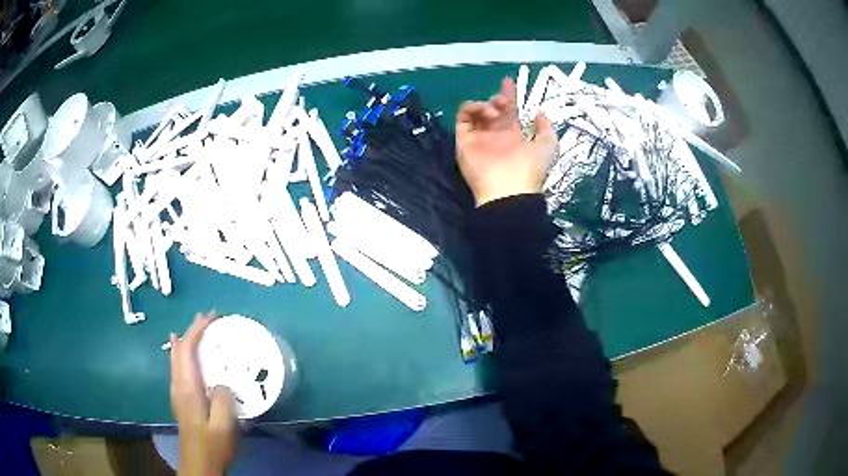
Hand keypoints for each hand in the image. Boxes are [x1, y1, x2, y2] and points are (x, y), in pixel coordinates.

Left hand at [170, 312, 236, 475]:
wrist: (198, 463)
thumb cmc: (212, 444)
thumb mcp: (223, 425)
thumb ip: (222, 399)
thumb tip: (222, 382)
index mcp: (188, 388)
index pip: (187, 350)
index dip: (197, 330)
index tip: (212, 317)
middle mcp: (178, 385)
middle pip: (179, 350)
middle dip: (191, 331)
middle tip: (207, 319)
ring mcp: (177, 392)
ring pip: (177, 358)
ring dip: (187, 341)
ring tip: (199, 331)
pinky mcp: (181, 400)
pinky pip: (179, 367)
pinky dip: (184, 354)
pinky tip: (187, 356)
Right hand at [456, 77, 557, 205]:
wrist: (509, 189)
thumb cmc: (531, 168)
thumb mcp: (548, 145)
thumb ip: (546, 128)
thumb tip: (540, 113)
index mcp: (513, 135)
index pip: (509, 111)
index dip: (509, 95)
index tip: (509, 82)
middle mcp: (494, 134)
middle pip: (492, 108)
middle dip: (499, 98)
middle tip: (505, 100)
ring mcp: (478, 137)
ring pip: (476, 111)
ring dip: (487, 104)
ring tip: (497, 110)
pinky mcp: (464, 139)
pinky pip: (463, 117)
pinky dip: (472, 108)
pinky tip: (486, 112)